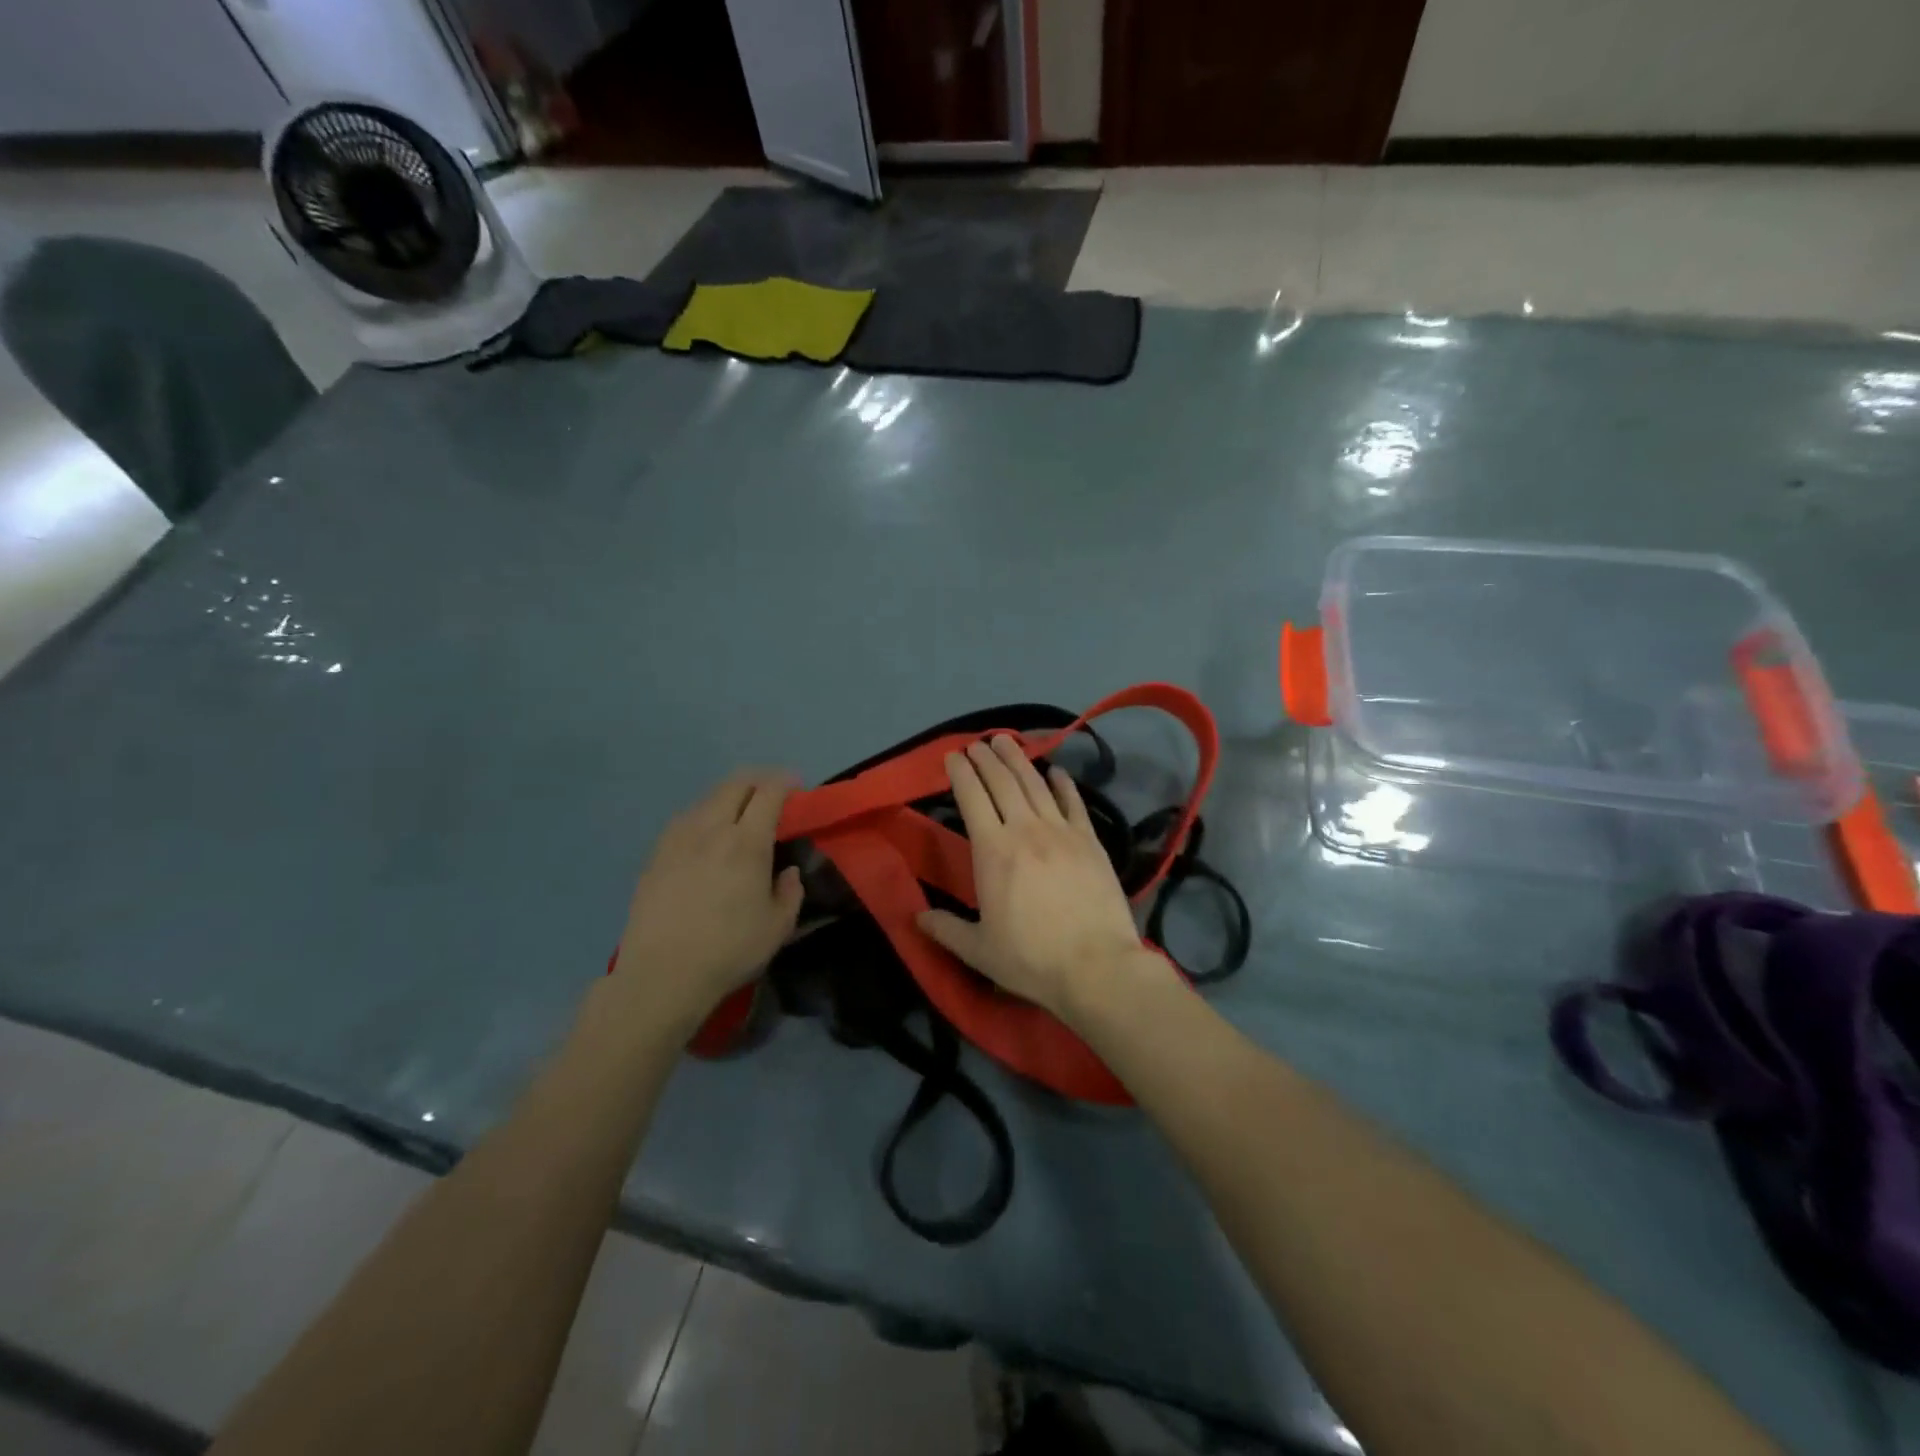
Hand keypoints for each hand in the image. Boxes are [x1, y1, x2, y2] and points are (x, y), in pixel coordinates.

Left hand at [610, 770, 804, 1037]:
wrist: (662, 975)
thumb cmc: (729, 950)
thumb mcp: (778, 927)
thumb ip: (790, 892)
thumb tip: (787, 872)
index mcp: (747, 842)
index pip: (768, 793)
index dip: (785, 782)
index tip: (796, 786)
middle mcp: (711, 829)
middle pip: (735, 784)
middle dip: (757, 780)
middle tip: (771, 793)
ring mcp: (678, 839)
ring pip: (707, 798)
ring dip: (729, 796)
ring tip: (739, 814)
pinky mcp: (656, 854)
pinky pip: (685, 819)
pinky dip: (704, 816)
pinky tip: (706, 837)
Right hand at [916, 736, 1167, 1019]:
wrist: (1097, 966)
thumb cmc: (1031, 960)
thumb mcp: (979, 951)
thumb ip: (946, 929)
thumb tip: (916, 918)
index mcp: (992, 851)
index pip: (971, 798)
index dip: (961, 773)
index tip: (953, 755)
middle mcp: (1025, 830)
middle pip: (1002, 782)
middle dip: (986, 758)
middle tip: (977, 743)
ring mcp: (1061, 831)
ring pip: (1035, 784)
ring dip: (1019, 759)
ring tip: (1006, 741)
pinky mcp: (1090, 840)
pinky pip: (1073, 802)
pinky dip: (1062, 783)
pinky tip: (1055, 771)